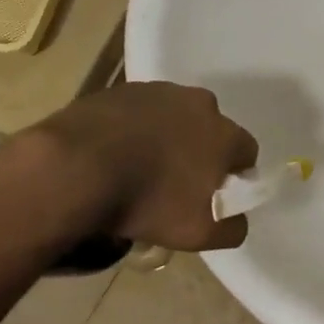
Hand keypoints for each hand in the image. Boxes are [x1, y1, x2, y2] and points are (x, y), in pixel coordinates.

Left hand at [36, 82, 257, 250]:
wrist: (76, 167)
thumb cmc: (149, 201)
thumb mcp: (201, 233)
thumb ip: (232, 227)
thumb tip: (236, 218)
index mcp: (225, 133)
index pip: (246, 152)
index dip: (234, 175)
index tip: (213, 194)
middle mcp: (199, 103)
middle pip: (209, 129)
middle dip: (199, 151)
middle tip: (175, 183)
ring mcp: (158, 91)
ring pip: (173, 117)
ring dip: (166, 137)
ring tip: (139, 168)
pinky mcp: (121, 90)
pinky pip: (138, 112)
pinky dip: (133, 129)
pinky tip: (114, 154)